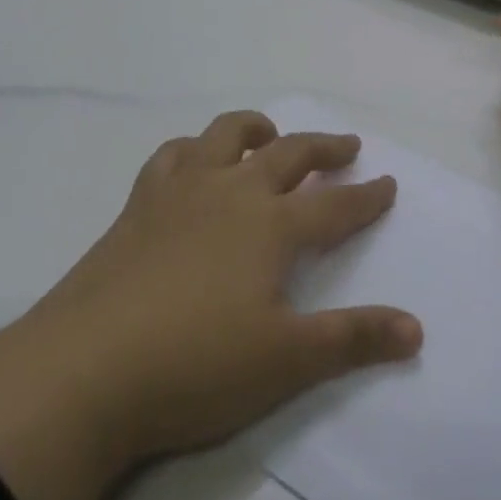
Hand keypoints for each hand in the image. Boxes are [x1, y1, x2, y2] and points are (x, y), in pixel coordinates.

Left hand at [0, 111, 421, 499]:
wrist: (83, 370)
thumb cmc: (195, 366)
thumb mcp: (284, 362)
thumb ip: (352, 340)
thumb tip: (416, 329)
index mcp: (271, 225)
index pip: (334, 204)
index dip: (366, 196)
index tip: (388, 182)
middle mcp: (232, 192)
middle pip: (289, 154)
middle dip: (324, 147)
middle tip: (347, 146)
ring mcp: (182, 191)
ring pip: (226, 136)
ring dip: (254, 129)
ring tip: (268, 134)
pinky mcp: (139, 204)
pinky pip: (170, 155)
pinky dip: (190, 149)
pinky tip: (191, 161)